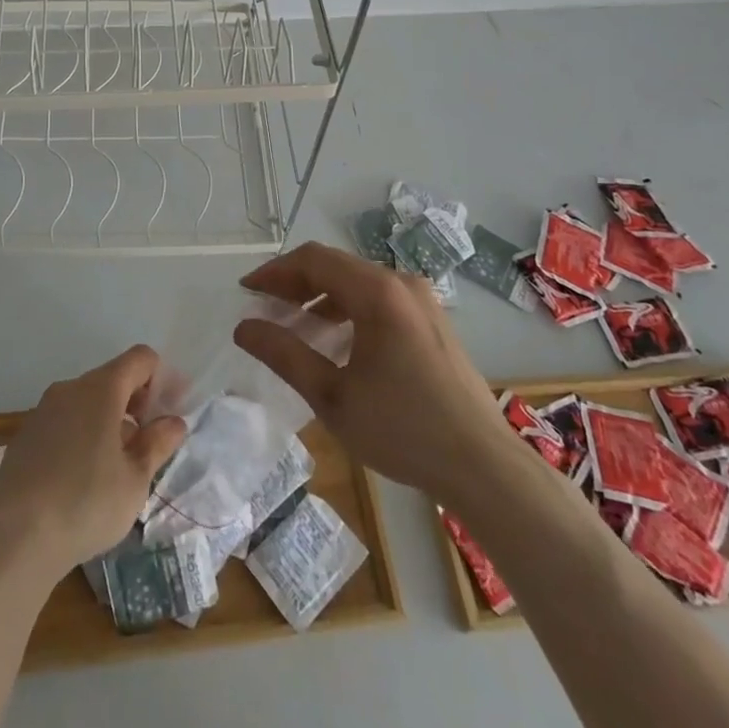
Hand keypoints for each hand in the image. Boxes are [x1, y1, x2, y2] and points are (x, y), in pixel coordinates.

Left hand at [0, 345, 187, 581]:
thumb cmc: (86, 503)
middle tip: (150, 443)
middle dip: (137, 403)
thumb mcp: (135, 480)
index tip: (172, 411)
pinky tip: (84, 479)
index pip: (140, 359)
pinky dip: (83, 435)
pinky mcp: (25, 436)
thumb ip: (157, 444)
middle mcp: (70, 388)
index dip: (162, 379)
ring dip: (110, 421)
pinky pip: (65, 422)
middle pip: (113, 378)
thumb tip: (174, 421)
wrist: (14, 539)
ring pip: (87, 402)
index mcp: (101, 388)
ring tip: (119, 467)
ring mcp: (43, 410)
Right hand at [233, 242, 511, 503]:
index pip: (313, 260)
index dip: (275, 271)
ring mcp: (422, 300)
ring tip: (293, 324)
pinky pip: (379, 299)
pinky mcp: (433, 321)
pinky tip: (335, 340)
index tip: (246, 292)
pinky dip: (348, 308)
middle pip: (336, 266)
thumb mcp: (332, 397)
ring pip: (358, 282)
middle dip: (295, 282)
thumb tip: (244, 327)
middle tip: (264, 307)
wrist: (484, 467)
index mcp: (377, 292)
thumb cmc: (403, 430)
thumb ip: (285, 355)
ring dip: (321, 296)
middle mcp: (401, 283)